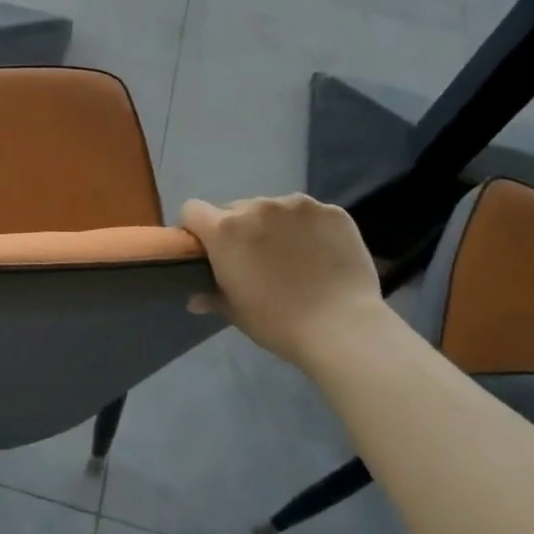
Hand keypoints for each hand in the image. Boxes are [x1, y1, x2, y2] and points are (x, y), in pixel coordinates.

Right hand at [179, 193, 382, 369]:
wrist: (341, 327)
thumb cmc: (277, 322)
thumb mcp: (235, 312)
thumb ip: (211, 296)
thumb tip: (195, 298)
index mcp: (225, 230)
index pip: (192, 210)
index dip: (196, 228)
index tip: (208, 250)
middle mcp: (257, 207)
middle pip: (235, 209)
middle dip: (240, 230)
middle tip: (255, 260)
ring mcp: (297, 206)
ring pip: (273, 209)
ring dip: (274, 226)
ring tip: (293, 257)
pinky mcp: (332, 211)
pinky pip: (309, 214)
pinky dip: (309, 229)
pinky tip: (321, 255)